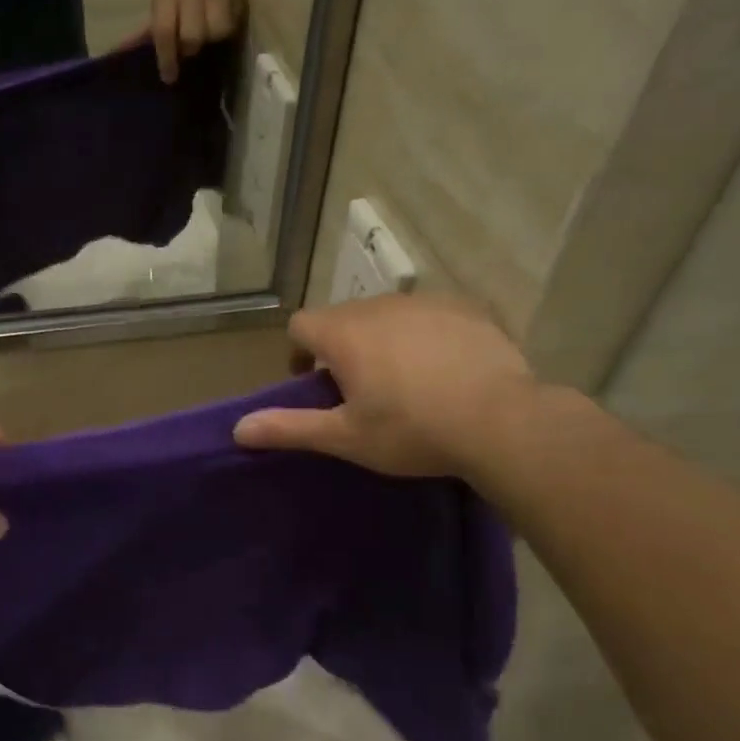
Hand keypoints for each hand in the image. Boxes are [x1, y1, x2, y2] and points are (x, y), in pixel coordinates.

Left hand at [150, 0, 242, 82]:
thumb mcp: (160, 5)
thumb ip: (143, 32)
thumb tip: (117, 53)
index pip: (164, 31)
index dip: (166, 58)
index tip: (169, 78)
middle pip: (192, 36)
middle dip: (190, 47)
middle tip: (190, 47)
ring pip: (218, 32)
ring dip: (212, 40)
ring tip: (208, 34)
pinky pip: (235, 24)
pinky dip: (228, 30)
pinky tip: (223, 25)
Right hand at [233, 295, 536, 479]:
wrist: (502, 421)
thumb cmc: (412, 431)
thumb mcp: (345, 438)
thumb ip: (289, 428)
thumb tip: (237, 428)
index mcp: (344, 333)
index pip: (300, 325)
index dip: (299, 353)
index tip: (314, 384)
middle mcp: (379, 306)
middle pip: (343, 317)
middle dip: (341, 346)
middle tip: (359, 390)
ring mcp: (426, 302)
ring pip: (387, 314)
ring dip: (382, 338)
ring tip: (403, 380)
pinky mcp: (466, 308)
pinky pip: (429, 315)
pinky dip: (424, 335)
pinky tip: (444, 369)